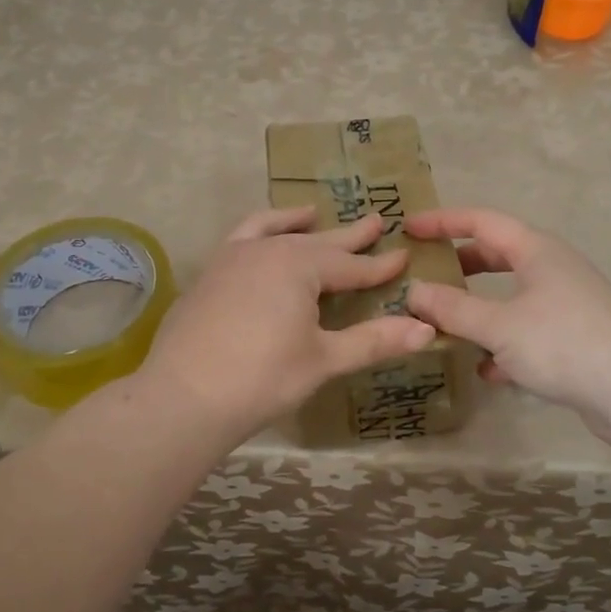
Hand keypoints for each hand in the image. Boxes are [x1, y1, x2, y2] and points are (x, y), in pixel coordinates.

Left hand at [141, 206, 434, 442]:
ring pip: (274, 231)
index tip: (405, 257)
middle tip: (376, 221)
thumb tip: (427, 330)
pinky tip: (262, 241)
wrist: (183, 397)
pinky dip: (259, 231)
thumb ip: (374, 340)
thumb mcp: (324, 360)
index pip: (352, 265)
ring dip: (298, 223)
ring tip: (312, 214)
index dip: (380, 266)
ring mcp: (232, 258)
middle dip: (349, 236)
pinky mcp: (209, 274)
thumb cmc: (262, 379)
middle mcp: (266, 250)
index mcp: (299, 265)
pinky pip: (241, 238)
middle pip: (317, 241)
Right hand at [403, 207, 610, 439]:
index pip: (481, 221)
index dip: (443, 221)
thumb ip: (453, 309)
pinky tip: (487, 370)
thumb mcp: (499, 325)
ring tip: (447, 323)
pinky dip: (504, 342)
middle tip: (427, 273)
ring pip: (512, 295)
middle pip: (498, 254)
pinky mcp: (576, 337)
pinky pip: (528, 329)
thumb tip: (414, 292)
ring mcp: (567, 303)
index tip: (408, 228)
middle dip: (461, 264)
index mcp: (536, 250)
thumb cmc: (563, 342)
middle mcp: (553, 268)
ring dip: (480, 307)